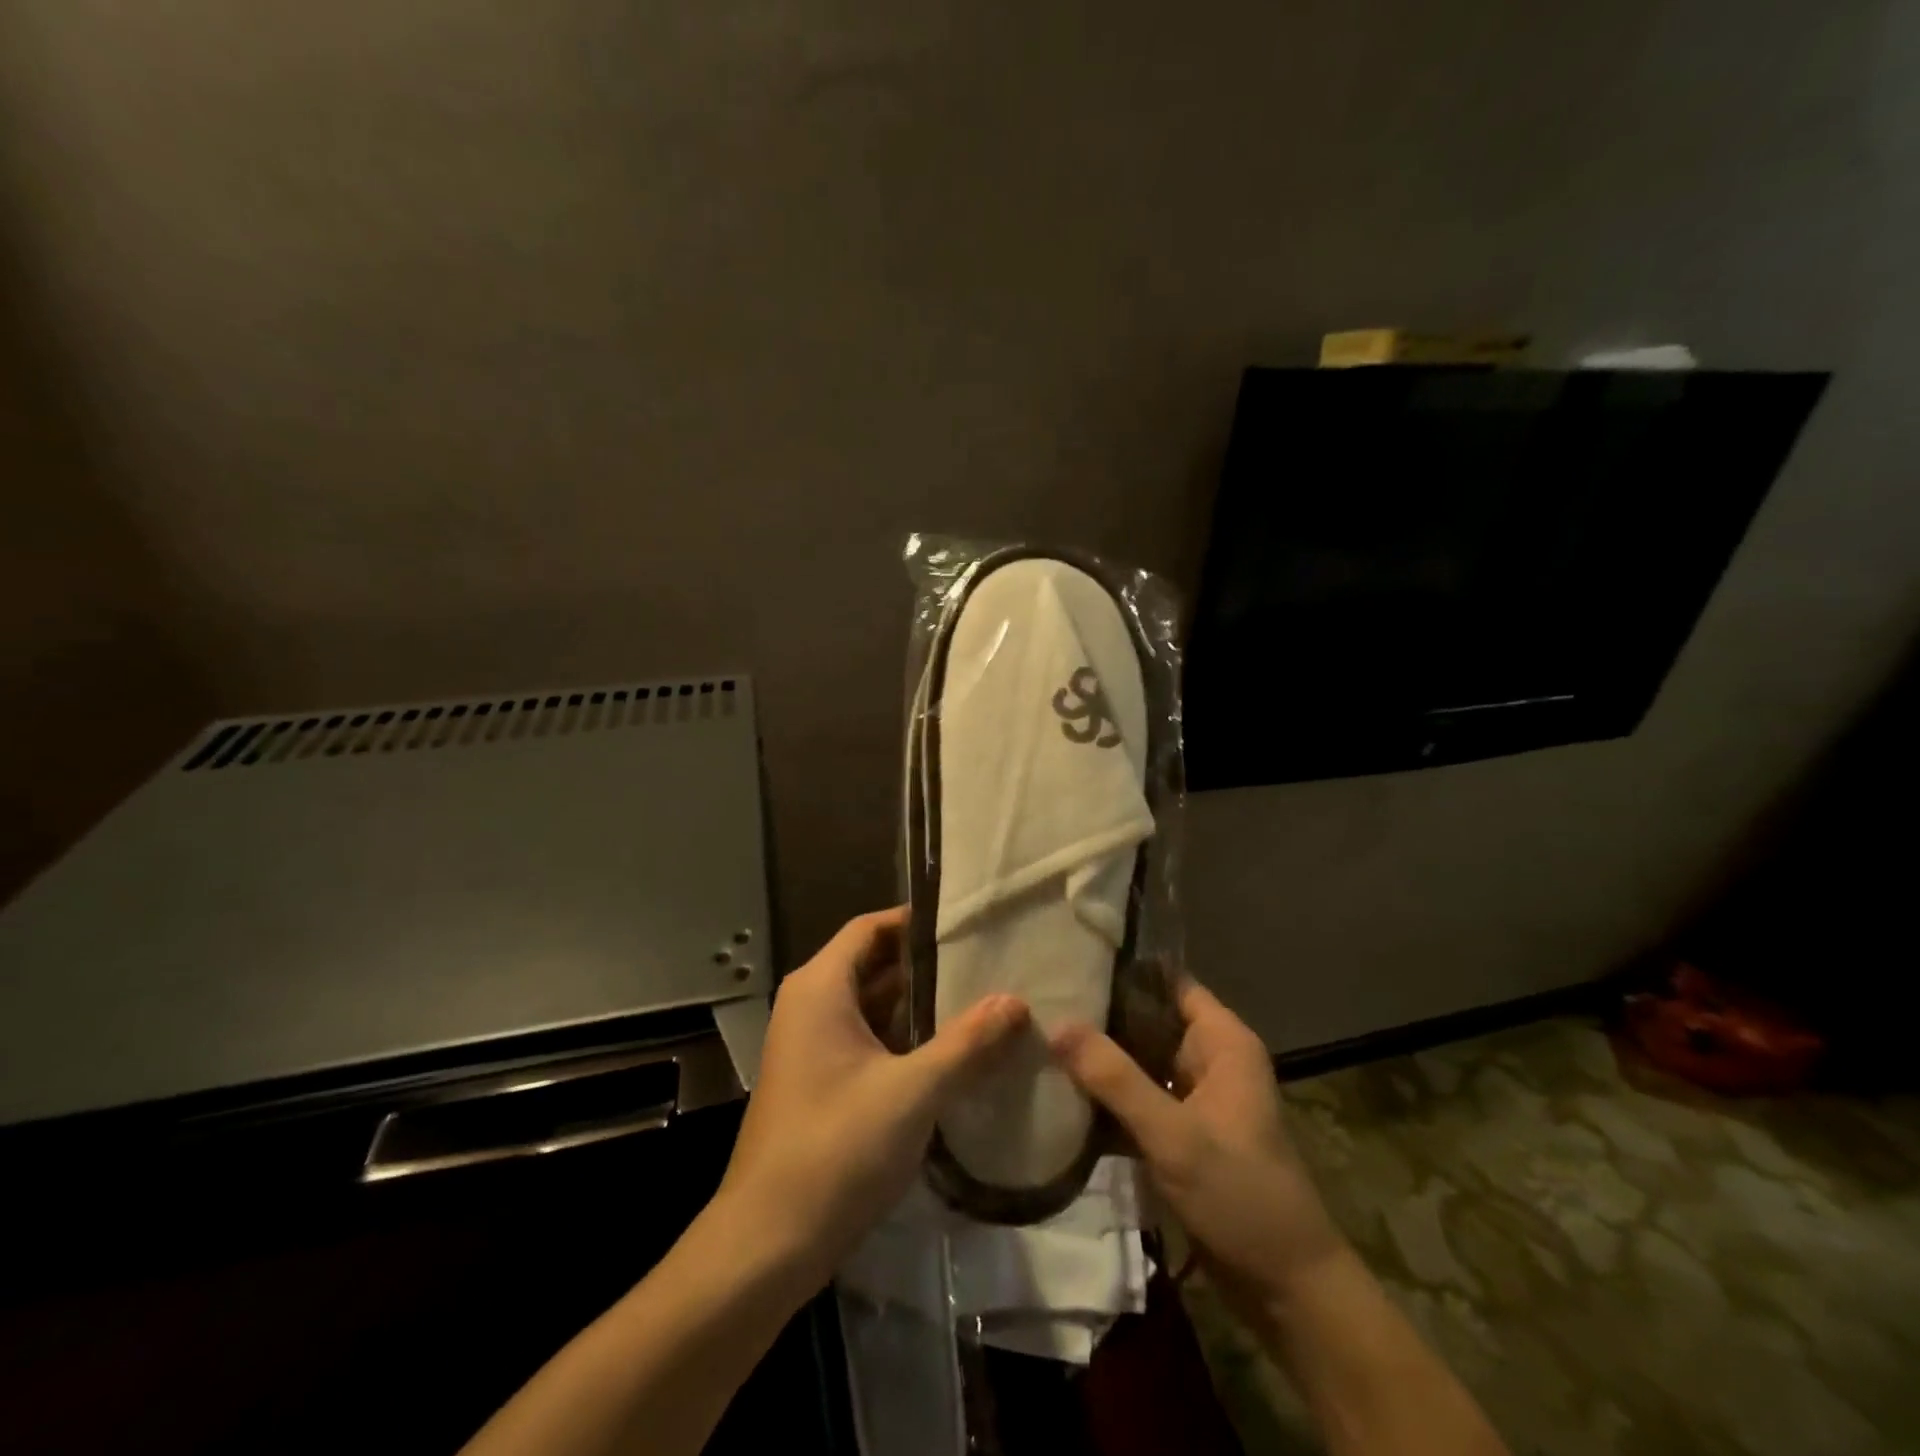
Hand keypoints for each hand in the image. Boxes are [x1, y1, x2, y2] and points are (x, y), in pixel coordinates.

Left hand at [715, 907, 1028, 1286]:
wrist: (767, 1243)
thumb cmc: (835, 1150)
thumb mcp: (912, 1091)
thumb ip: (967, 1043)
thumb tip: (1016, 1001)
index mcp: (820, 988)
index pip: (872, 928)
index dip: (917, 920)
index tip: (970, 922)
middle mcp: (811, 1005)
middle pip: (875, 964)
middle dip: (929, 964)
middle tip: (989, 961)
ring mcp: (813, 1045)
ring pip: (874, 1005)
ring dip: (921, 1004)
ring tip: (982, 1000)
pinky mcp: (821, 1080)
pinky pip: (868, 1039)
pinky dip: (905, 1037)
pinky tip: (952, 1051)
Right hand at [1051, 980, 1343, 1326]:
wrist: (1287, 1289)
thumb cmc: (1240, 1195)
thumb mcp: (1173, 1135)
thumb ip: (1115, 1078)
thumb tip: (1057, 1023)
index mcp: (1223, 1041)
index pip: (1168, 981)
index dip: (1125, 969)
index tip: (1072, 959)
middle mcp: (1210, 1058)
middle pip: (1149, 1018)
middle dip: (1102, 1013)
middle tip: (1043, 1000)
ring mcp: (1196, 1097)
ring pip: (1141, 1058)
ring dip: (1102, 1056)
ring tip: (1043, 1036)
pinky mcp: (1183, 1132)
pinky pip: (1141, 1096)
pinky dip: (1110, 1094)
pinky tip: (1063, 1088)